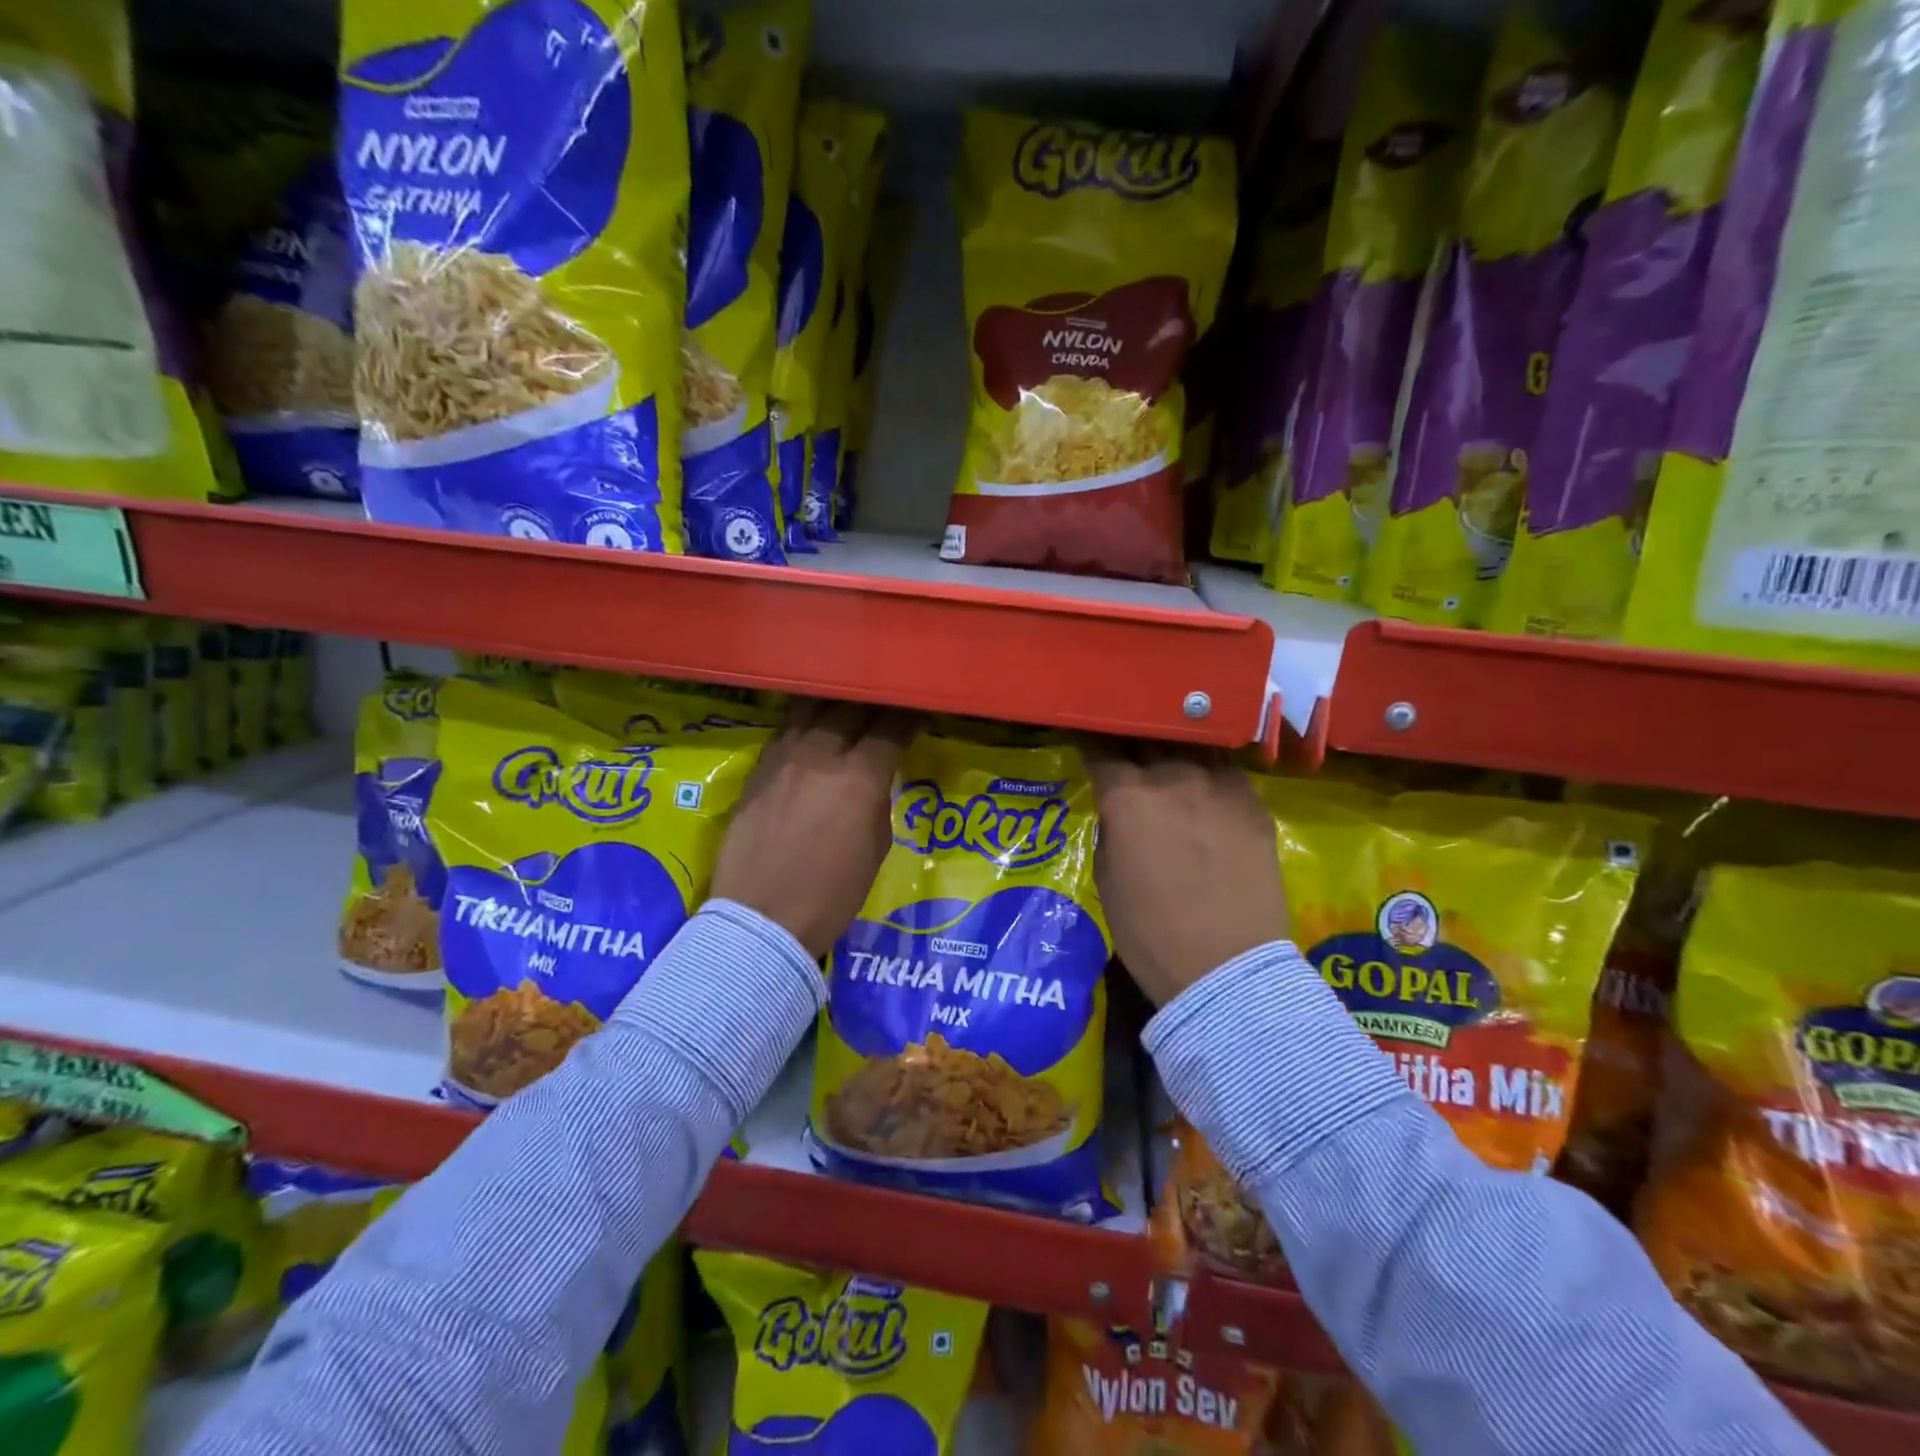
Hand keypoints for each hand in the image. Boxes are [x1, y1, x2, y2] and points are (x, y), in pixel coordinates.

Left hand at [710, 700, 914, 957]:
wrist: (762, 919)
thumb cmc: (831, 895)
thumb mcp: (876, 848)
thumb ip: (877, 801)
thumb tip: (874, 779)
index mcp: (858, 779)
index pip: (892, 728)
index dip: (911, 717)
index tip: (920, 712)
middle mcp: (819, 756)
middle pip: (851, 708)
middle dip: (875, 703)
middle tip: (887, 704)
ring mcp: (782, 758)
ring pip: (811, 708)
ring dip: (836, 703)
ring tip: (849, 703)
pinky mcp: (757, 769)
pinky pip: (785, 729)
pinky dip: (805, 721)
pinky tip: (813, 725)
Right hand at [1087, 742, 1289, 1006]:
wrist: (1226, 968)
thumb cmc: (1150, 932)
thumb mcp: (1107, 878)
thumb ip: (1111, 830)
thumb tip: (1120, 812)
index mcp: (1127, 797)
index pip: (1101, 750)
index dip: (1091, 742)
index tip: (1087, 741)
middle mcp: (1173, 778)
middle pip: (1147, 737)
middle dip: (1132, 738)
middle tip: (1127, 746)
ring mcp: (1220, 786)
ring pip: (1191, 745)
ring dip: (1173, 749)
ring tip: (1169, 754)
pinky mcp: (1254, 803)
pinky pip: (1227, 770)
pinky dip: (1210, 771)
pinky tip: (1206, 783)